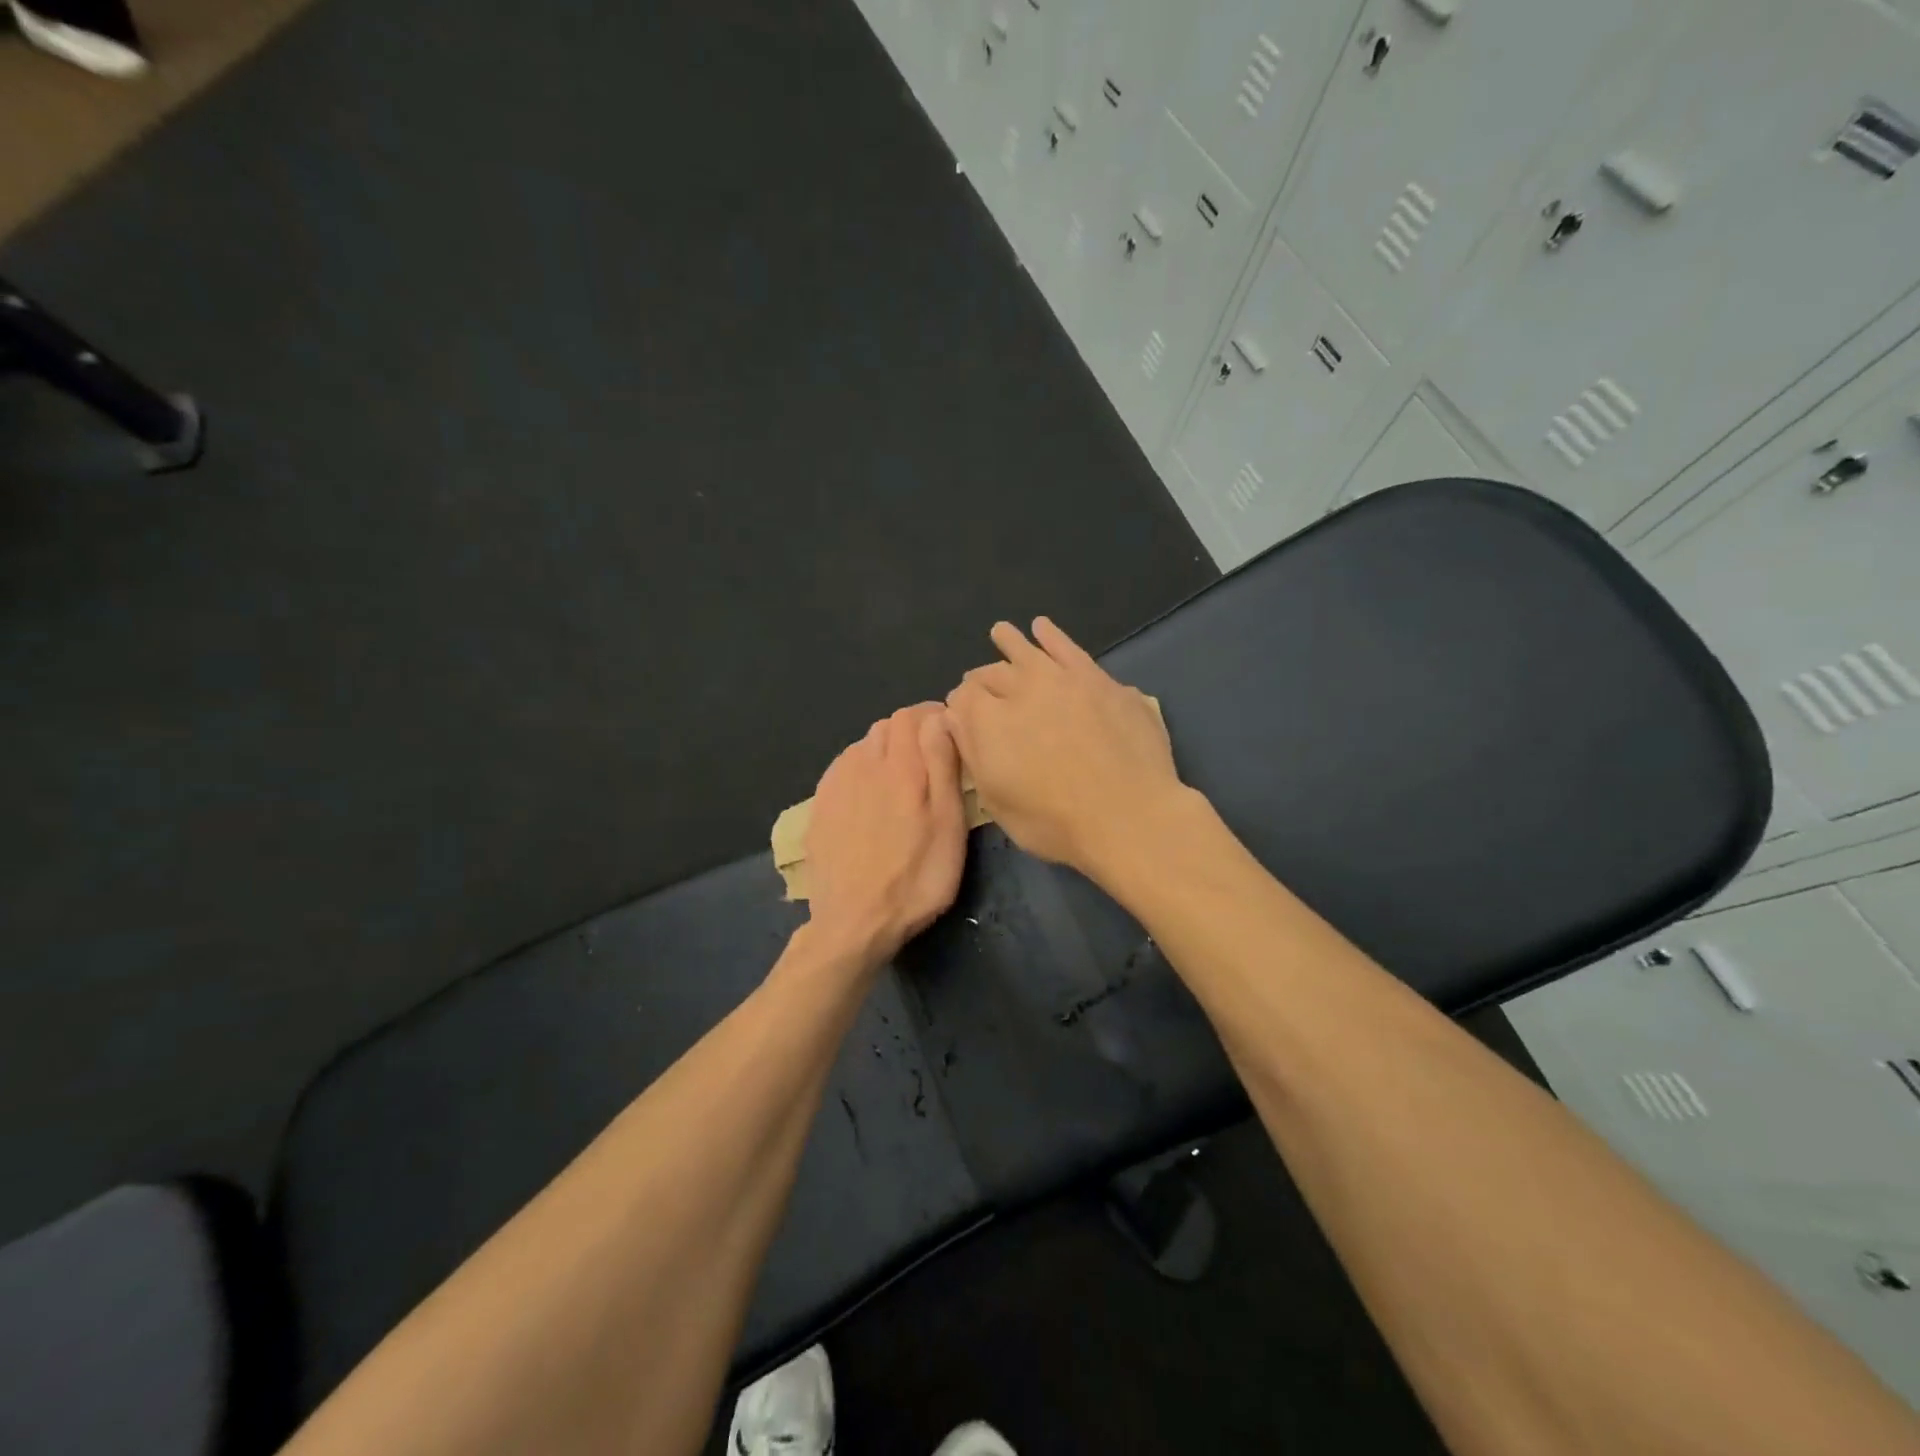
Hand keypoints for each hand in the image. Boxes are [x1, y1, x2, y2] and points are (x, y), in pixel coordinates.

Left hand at [803, 702, 968, 965]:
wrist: (854, 922)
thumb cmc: (916, 878)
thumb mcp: (948, 825)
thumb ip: (943, 765)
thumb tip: (941, 718)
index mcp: (900, 766)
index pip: (912, 715)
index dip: (933, 716)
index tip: (950, 734)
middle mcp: (863, 764)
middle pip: (887, 726)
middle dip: (910, 732)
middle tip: (930, 760)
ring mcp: (836, 785)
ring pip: (863, 746)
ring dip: (885, 751)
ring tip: (901, 780)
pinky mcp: (819, 806)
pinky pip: (843, 769)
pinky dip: (861, 770)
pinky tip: (869, 797)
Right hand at [945, 617, 1187, 880]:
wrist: (1128, 815)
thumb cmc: (1055, 823)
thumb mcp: (998, 803)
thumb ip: (973, 755)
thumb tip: (956, 719)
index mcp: (988, 721)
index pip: (962, 699)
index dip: (960, 706)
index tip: (962, 715)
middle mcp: (1021, 689)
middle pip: (992, 674)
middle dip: (982, 679)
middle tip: (978, 683)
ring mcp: (1063, 679)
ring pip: (1028, 651)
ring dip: (1010, 642)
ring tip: (1001, 632)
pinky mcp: (1099, 680)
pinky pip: (1069, 649)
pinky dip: (1052, 636)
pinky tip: (1043, 627)